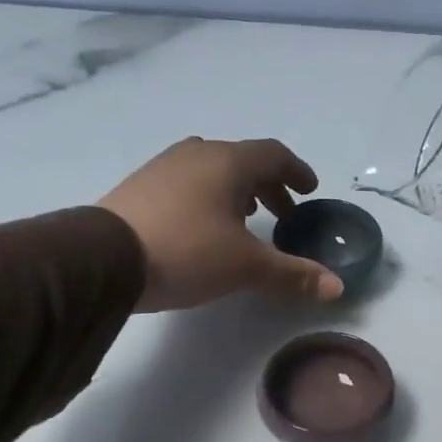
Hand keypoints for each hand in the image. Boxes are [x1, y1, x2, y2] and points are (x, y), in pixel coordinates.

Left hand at [96, 138, 342, 311]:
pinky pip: (186, 182)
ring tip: (245, 219)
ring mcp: (164, 166)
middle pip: (243, 160)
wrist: (103, 258)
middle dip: (268, 185)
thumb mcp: (246, 267)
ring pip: (212, 169)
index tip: (309, 190)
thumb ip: (294, 275)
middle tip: (283, 214)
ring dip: (236, 190)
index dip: (296, 172)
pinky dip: (207, 196)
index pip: (274, 154)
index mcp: (229, 162)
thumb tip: (338, 287)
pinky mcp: (140, 186)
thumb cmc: (187, 252)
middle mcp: (197, 154)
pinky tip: (203, 226)